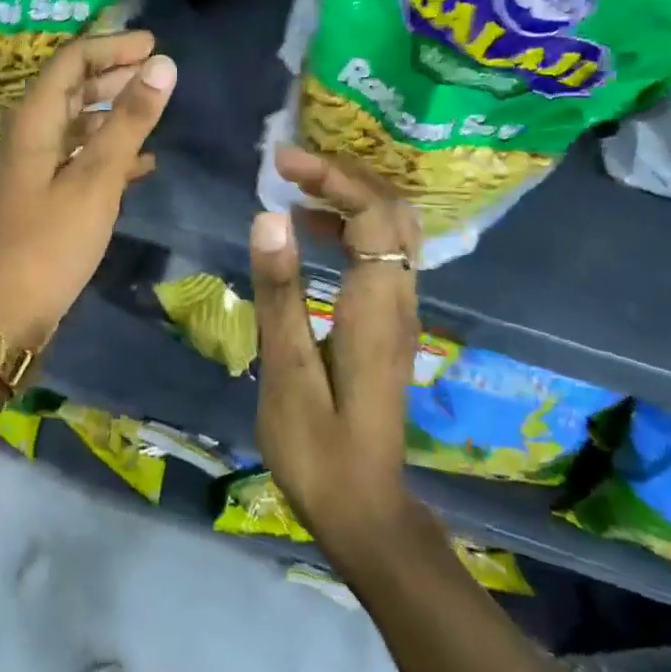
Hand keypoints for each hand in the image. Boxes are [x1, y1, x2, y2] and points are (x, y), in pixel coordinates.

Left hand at [0, 32, 175, 347]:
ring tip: (154, 108)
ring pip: (77, 124)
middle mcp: (29, 135)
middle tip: (157, 70)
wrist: (8, 313)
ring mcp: (35, 167)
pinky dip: (110, 152)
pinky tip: (143, 163)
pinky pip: (80, 158)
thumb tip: (162, 64)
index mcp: (33, 121)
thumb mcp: (96, 179)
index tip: (153, 44)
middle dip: (113, 74)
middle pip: (71, 88)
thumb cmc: (51, 243)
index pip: (70, 62)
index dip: (111, 47)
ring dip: (113, 112)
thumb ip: (129, 121)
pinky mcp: (44, 195)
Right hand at [249, 146, 426, 559]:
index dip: (332, 177)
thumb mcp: (287, 372)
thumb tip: (268, 218)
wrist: (363, 509)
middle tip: (290, 165)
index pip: (372, 214)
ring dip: (351, 197)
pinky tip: (310, 234)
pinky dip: (352, 226)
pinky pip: (383, 253)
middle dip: (346, 175)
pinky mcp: (390, 324)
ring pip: (394, 230)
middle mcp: (402, 300)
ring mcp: (401, 312)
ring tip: (295, 188)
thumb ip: (280, 293)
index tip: (281, 163)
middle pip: (393, 211)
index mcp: (378, 308)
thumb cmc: (317, 448)